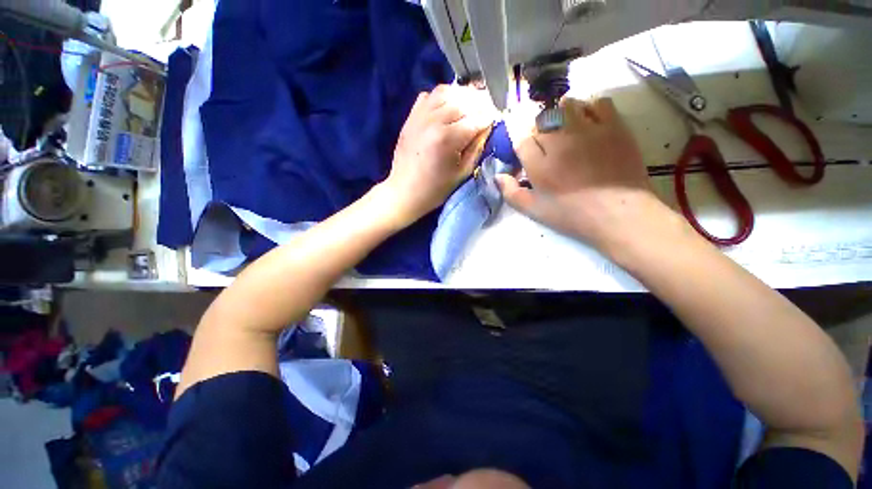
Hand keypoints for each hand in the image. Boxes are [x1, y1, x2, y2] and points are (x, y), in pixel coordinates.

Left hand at [383, 84, 494, 225]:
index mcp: (448, 138)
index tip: (496, 119)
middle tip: (485, 113)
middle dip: (479, 105)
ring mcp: (420, 116)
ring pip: (446, 92)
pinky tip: (446, 109)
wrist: (405, 191)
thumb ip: (476, 147)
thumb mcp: (462, 173)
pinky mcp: (411, 117)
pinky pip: (428, 96)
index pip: (477, 118)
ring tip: (468, 108)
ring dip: (462, 97)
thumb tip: (487, 127)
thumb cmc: (435, 188)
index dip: (490, 117)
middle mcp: (434, 120)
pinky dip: (441, 98)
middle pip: (464, 101)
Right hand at [497, 97, 665, 253]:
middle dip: (539, 132)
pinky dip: (590, 108)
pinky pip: (597, 103)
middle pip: (541, 122)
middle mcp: (559, 141)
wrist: (619, 213)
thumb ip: (511, 193)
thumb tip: (497, 177)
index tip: (528, 153)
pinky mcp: (613, 126)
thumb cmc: (572, 215)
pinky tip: (590, 122)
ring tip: (566, 129)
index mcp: (539, 164)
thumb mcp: (534, 211)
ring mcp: (588, 130)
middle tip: (548, 147)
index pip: (521, 140)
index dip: (522, 145)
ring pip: (566, 106)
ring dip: (561, 114)